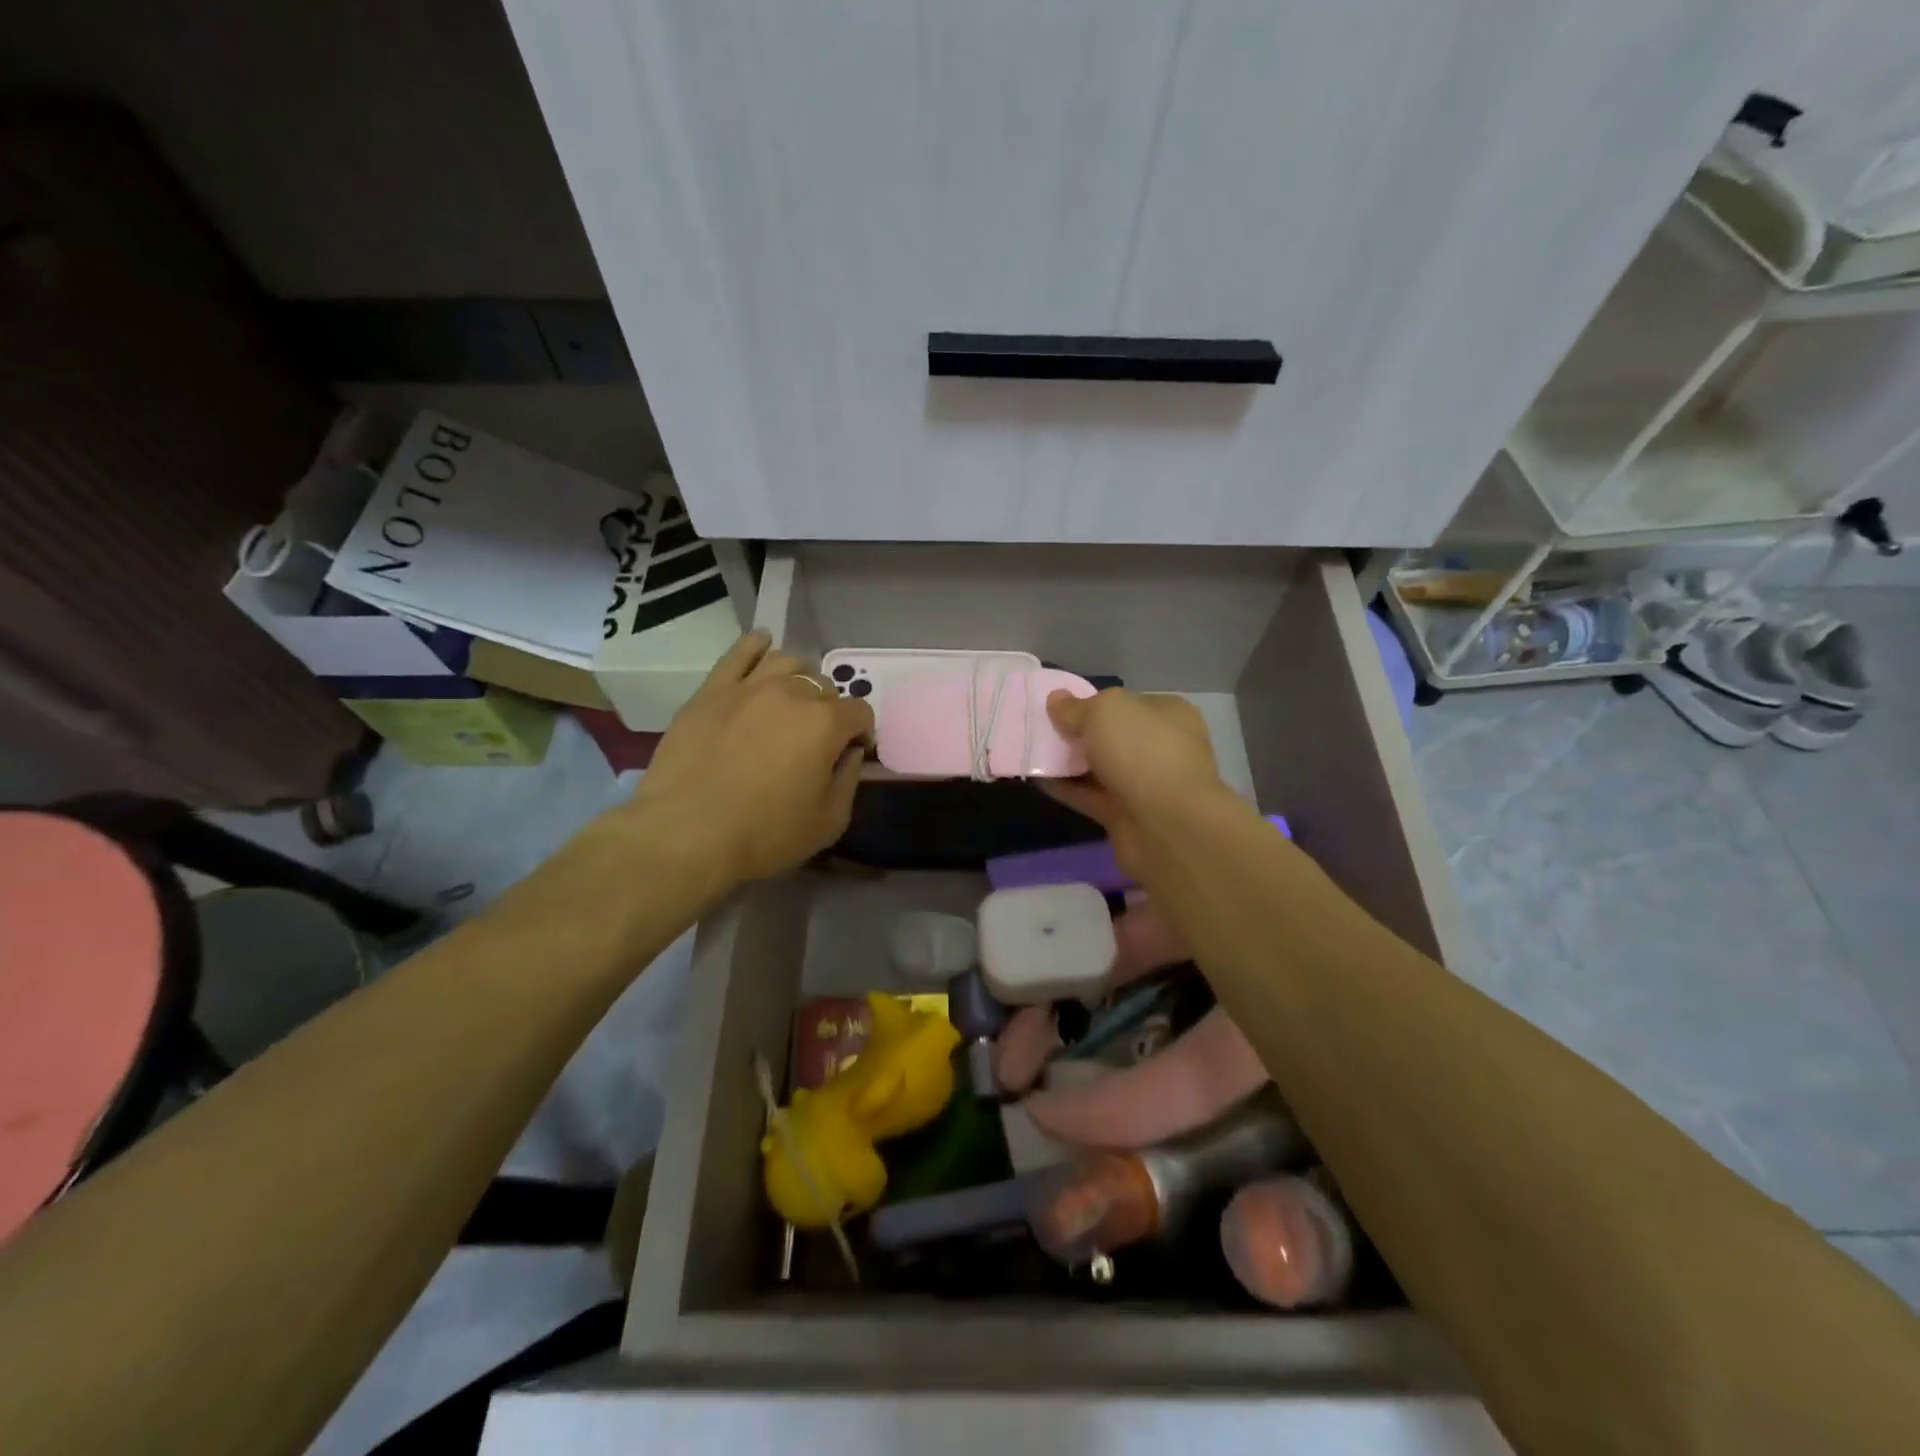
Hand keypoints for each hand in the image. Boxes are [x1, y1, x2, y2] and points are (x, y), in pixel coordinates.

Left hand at [626, 630, 873, 887]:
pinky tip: (762, 642)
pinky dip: (755, 644)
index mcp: (826, 723)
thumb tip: (850, 752)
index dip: (862, 733)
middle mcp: (792, 693)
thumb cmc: (765, 834)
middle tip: (816, 739)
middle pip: (824, 686)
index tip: (852, 754)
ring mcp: (748, 687)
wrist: (686, 834)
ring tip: (793, 700)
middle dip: (829, 709)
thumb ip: (849, 779)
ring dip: (800, 678)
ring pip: (787, 662)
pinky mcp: (711, 691)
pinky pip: (738, 653)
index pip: (860, 712)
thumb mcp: (829, 821)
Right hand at [1041, 689, 1236, 877]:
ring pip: (1101, 768)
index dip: (1094, 702)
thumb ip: (1076, 707)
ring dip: (1070, 762)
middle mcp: (1161, 747)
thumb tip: (1056, 699)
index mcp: (1168, 714)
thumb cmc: (1141, 751)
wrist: (1167, 825)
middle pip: (1113, 736)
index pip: (1128, 702)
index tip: (1060, 707)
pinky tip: (1037, 780)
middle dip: (1079, 734)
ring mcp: (1147, 784)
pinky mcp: (1128, 816)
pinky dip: (1067, 789)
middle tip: (1042, 730)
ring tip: (1032, 752)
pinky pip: (1091, 796)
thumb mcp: (1104, 711)